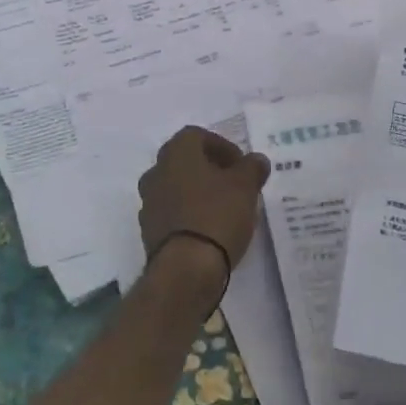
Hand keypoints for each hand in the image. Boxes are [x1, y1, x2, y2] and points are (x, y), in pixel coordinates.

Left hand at [137, 126, 270, 275]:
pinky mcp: (149, 231)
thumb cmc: (216, 215)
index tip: (241, 165)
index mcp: (176, 153)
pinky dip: (188, 214)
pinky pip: (171, 212)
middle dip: (209, 168)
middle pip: (184, 161)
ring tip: (223, 208)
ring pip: (176, 187)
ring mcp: (148, 203)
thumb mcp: (245, 187)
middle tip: (233, 183)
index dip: (221, 146)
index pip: (196, 135)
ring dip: (197, 192)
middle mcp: (156, 172)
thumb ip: (252, 168)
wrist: (185, 269)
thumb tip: (257, 160)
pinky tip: (208, 229)